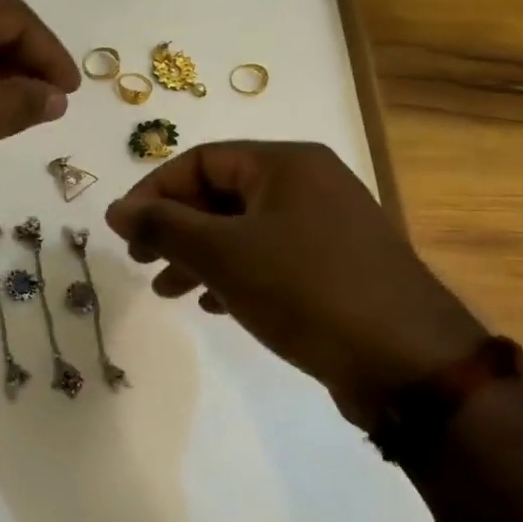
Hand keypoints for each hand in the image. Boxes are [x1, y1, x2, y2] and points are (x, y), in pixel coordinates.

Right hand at [105, 141, 486, 429]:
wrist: (406, 362)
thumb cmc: (304, 290)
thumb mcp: (222, 254)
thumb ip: (163, 226)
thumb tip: (116, 209)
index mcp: (285, 164)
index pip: (200, 160)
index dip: (154, 191)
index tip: (123, 231)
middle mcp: (308, 184)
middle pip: (220, 193)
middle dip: (174, 228)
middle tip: (141, 262)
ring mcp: (325, 226)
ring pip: (242, 230)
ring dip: (197, 256)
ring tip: (167, 292)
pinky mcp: (334, 267)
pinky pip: (268, 257)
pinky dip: (233, 275)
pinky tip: (213, 305)